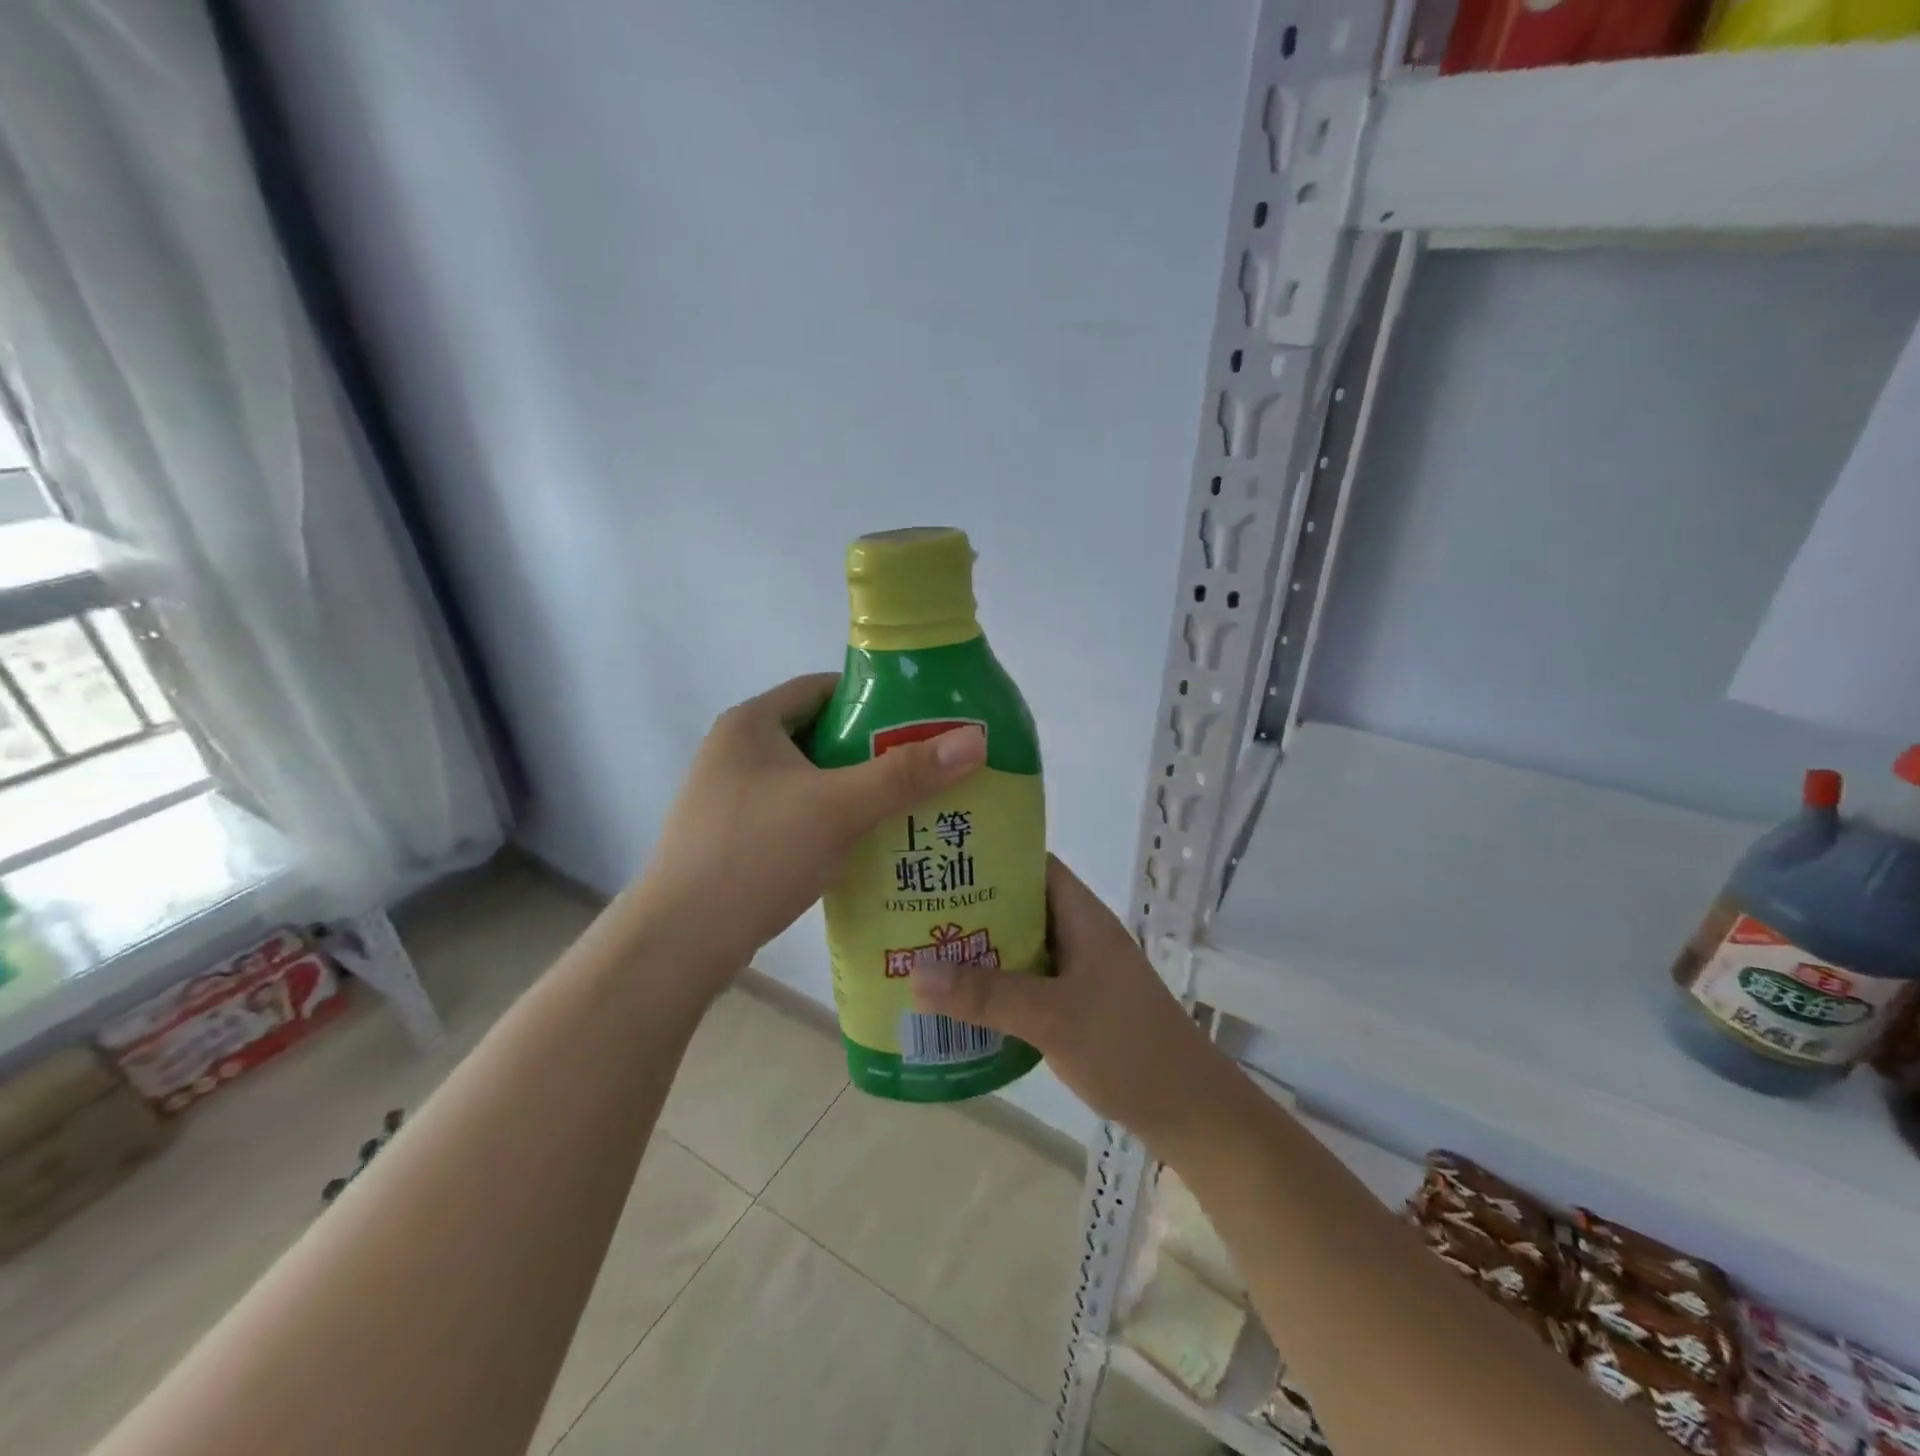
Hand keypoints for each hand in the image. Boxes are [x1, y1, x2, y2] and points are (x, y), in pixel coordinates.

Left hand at [626, 673, 986, 981]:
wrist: (681, 942)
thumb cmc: (756, 854)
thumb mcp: (838, 807)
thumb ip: (906, 773)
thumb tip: (976, 738)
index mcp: (751, 723)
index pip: (824, 688)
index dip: (875, 698)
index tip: (922, 719)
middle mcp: (736, 751)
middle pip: (821, 735)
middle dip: (872, 750)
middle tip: (925, 768)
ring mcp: (732, 796)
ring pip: (810, 779)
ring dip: (854, 790)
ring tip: (908, 806)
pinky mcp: (735, 836)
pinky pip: (796, 813)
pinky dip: (831, 820)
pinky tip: (866, 844)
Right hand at [909, 856, 1236, 1148]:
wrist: (1189, 1112)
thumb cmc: (1126, 1047)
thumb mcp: (1051, 1016)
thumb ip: (986, 994)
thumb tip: (915, 972)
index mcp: (1082, 917)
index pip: (1034, 864)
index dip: (991, 856)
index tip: (940, 861)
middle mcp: (1080, 935)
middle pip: (1020, 906)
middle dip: (973, 907)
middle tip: (917, 911)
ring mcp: (1081, 972)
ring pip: (1022, 947)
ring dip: (981, 950)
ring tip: (925, 953)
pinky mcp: (1078, 1006)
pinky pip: (1028, 982)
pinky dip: (997, 986)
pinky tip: (961, 1002)